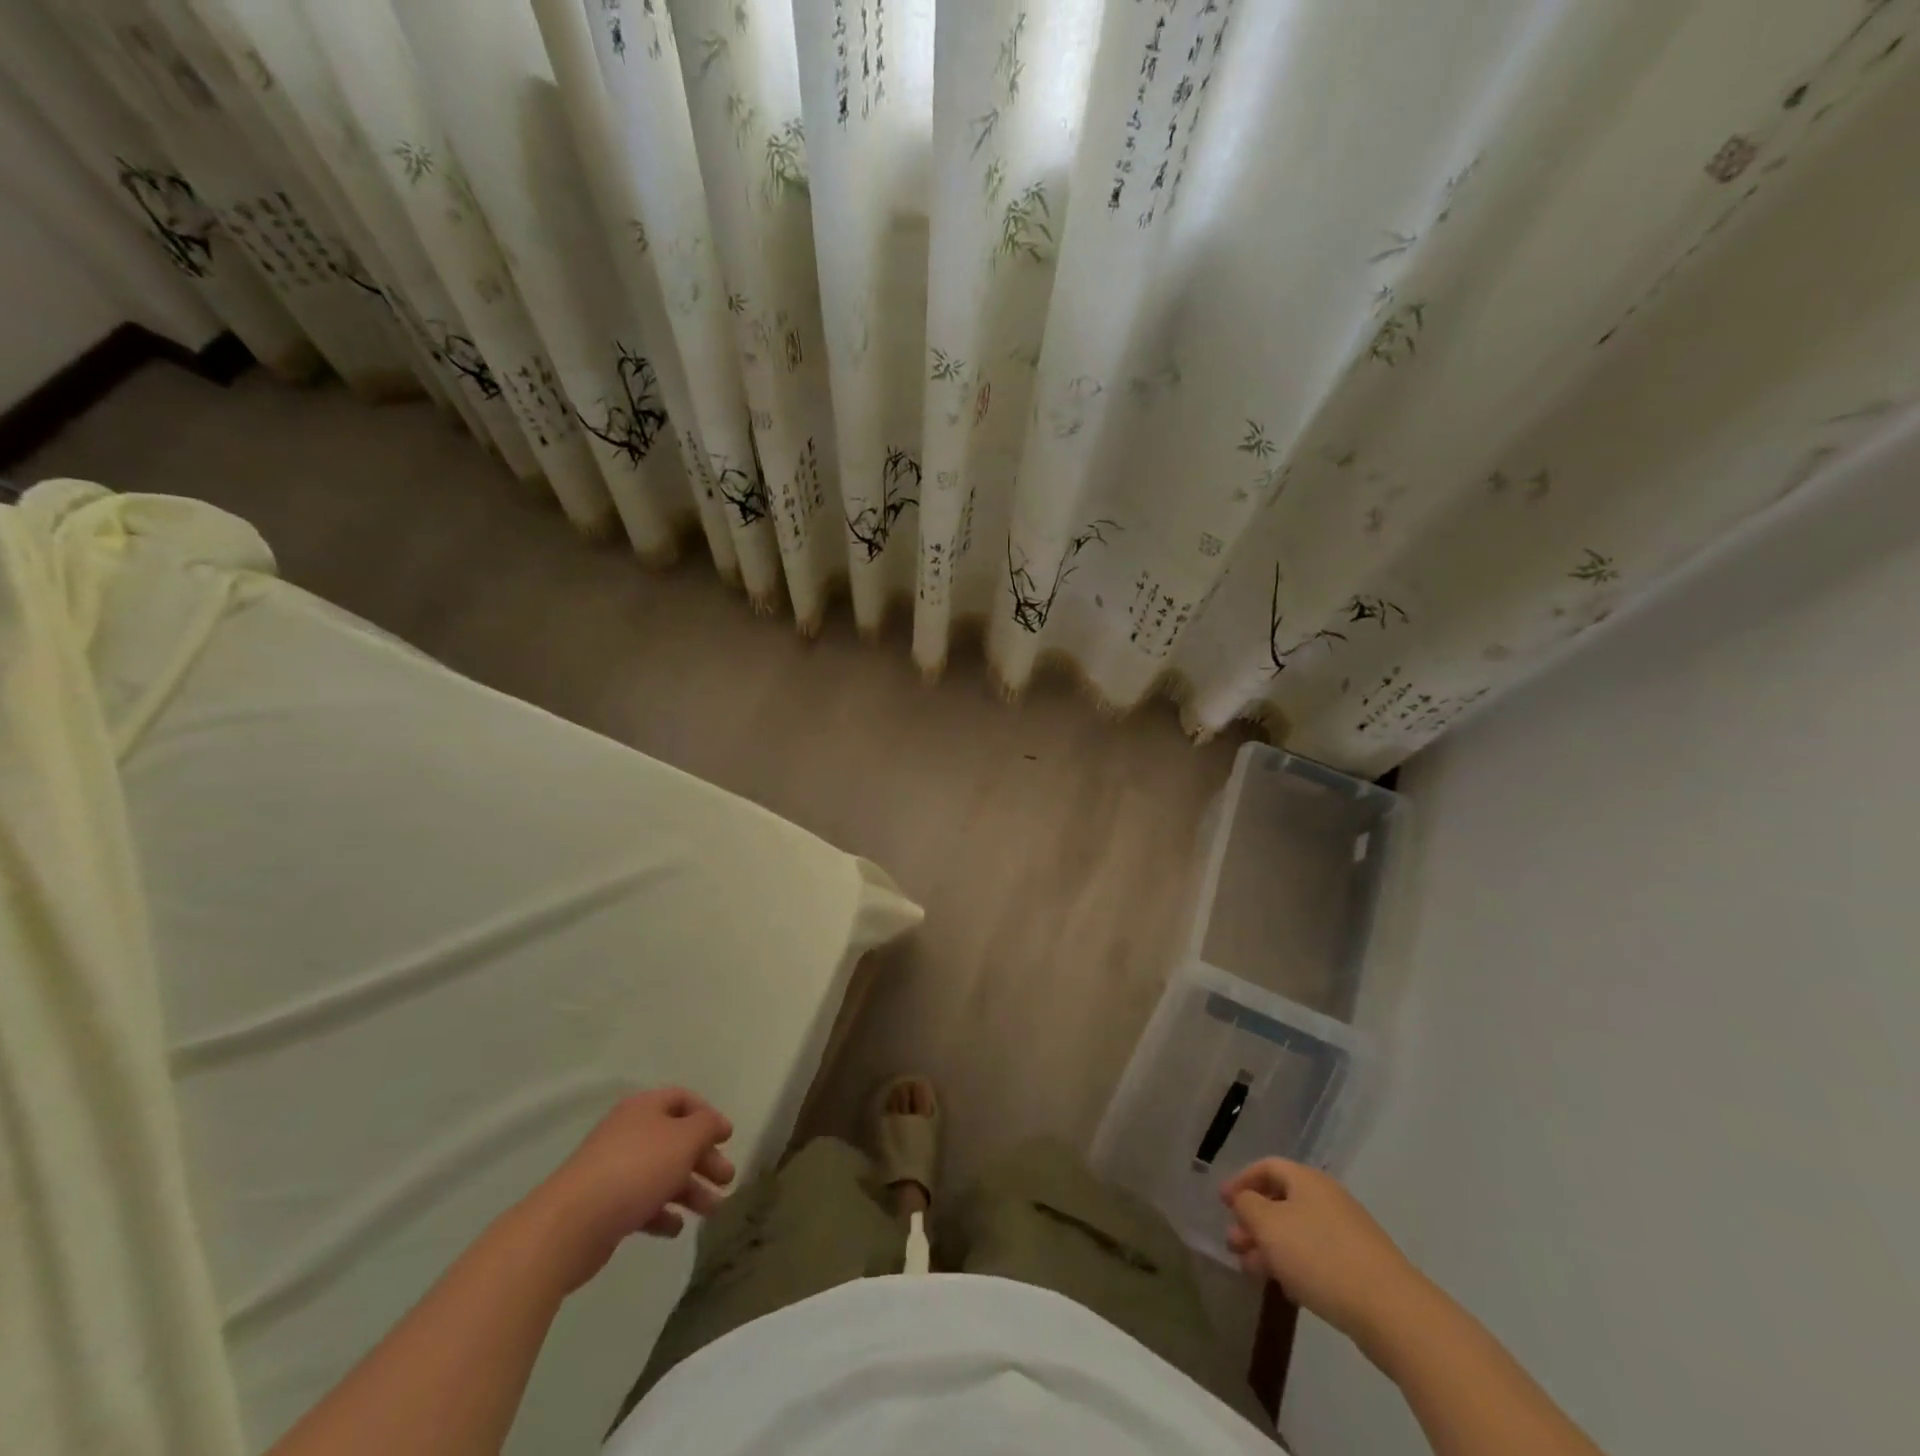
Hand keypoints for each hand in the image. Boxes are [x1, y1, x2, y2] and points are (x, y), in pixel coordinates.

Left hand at [528, 1088, 735, 1291]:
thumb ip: (706, 1126)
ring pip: (662, 1173)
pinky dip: (662, 1213)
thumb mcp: (684, 1140)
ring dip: (690, 1190)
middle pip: (676, 1140)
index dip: (708, 1116)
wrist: (569, 1226)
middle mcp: (629, 1133)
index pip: (683, 1100)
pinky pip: (642, 1203)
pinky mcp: (604, 1207)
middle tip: (727, 1180)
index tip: (727, 1139)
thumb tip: (714, 1123)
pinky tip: (676, 1229)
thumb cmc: (635, 1170)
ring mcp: (614, 1171)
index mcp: (644, 1108)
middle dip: (704, 1159)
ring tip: (712, 1211)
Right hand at [1220, 1158, 1423, 1347]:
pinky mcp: (1360, 1266)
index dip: (1241, 1181)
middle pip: (1281, 1200)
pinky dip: (1294, 1263)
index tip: (1221, 1202)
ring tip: (1250, 1270)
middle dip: (1253, 1221)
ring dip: (1270, 1246)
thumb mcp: (1269, 1226)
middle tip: (1233, 1243)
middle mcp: (1327, 1198)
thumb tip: (1244, 1199)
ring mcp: (1347, 1232)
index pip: (1266, 1167)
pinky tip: (1285, 1287)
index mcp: (1306, 1179)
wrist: (1391, 1310)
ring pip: (1297, 1231)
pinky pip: (1316, 1255)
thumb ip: (1247, 1206)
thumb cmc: (1320, 1256)